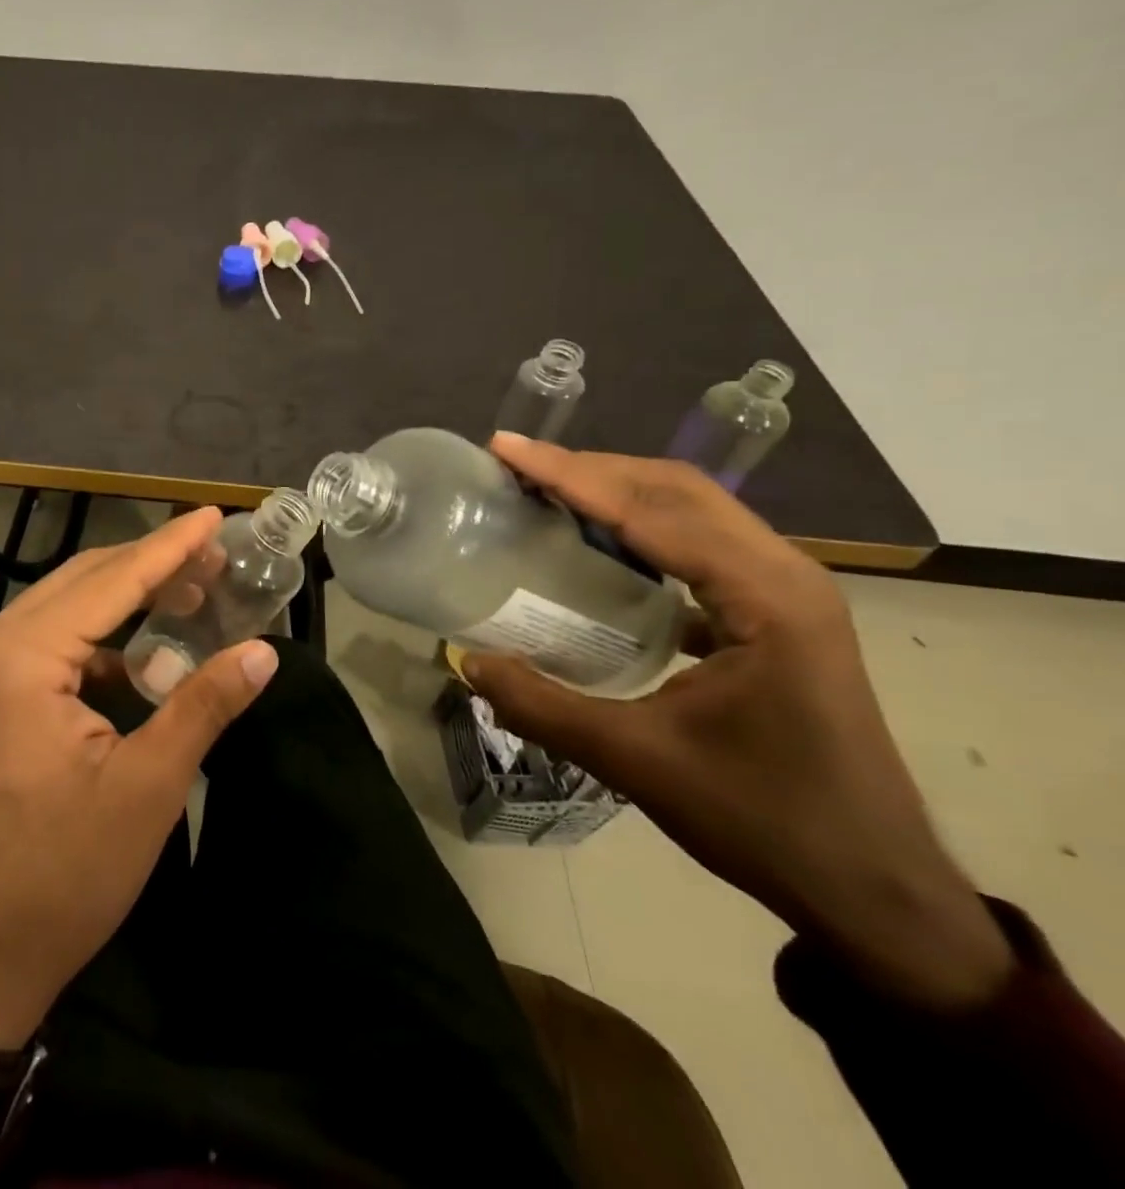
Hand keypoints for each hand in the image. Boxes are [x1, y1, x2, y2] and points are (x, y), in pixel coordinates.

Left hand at [0, 508, 279, 1048]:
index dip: (169, 548)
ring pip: (68, 605)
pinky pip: (53, 639)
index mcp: (22, 658)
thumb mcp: (148, 786)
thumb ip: (203, 705)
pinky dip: (102, 633)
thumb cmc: (65, 873)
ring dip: (128, 595)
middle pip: (85, 581)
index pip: (111, 582)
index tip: (213, 516)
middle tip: (216, 555)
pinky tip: (146, 650)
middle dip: (152, 565)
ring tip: (193, 590)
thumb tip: (263, 651)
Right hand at [461, 435, 1013, 1009]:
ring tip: (546, 491)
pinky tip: (597, 547)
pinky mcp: (775, 614)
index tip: (506, 451)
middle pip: (677, 490)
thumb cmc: (764, 820)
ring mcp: (786, 592)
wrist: (874, 888)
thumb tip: (466, 660)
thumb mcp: (637, 763)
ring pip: (692, 510)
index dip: (571, 476)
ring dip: (616, 491)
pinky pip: (699, 545)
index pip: (652, 511)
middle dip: (591, 469)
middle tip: (516, 466)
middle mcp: (784, 575)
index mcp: (766, 598)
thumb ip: (543, 707)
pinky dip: (641, 527)